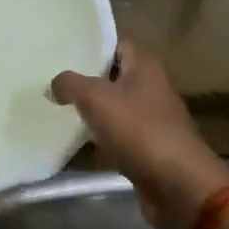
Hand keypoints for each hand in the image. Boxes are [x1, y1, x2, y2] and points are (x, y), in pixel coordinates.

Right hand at [51, 42, 228, 228]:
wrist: (176, 184)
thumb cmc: (139, 130)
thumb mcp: (96, 98)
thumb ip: (70, 84)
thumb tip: (55, 84)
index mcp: (145, 66)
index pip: (116, 44)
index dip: (91, 45)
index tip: (61, 52)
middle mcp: (151, 88)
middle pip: (113, 77)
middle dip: (86, 80)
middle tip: (52, 80)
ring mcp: (151, 120)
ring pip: (114, 108)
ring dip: (91, 111)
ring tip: (56, 109)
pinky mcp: (148, 148)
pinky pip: (117, 137)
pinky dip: (99, 139)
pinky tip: (75, 142)